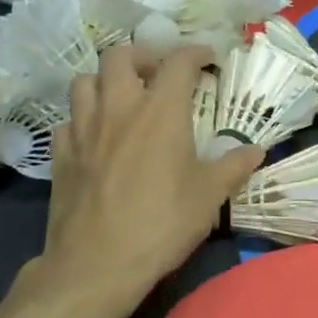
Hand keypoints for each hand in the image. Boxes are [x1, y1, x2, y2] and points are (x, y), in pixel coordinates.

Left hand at [23, 44, 262, 317]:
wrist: (97, 264)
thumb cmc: (162, 223)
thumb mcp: (210, 195)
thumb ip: (234, 166)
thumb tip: (257, 150)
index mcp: (161, 111)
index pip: (178, 62)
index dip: (195, 52)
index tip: (208, 59)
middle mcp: (119, 108)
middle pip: (120, 56)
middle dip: (143, 56)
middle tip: (159, 74)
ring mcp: (83, 129)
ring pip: (85, 81)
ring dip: (106, 80)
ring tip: (124, 98)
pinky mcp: (61, 154)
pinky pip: (68, 119)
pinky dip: (83, 117)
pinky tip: (96, 136)